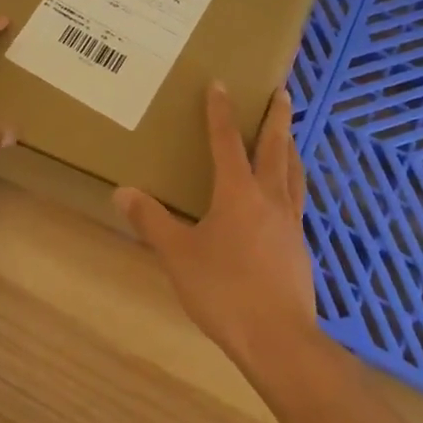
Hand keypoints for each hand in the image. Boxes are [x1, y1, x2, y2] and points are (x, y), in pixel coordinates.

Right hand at [113, 83, 319, 375]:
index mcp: (238, 193)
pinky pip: (297, 200)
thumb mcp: (178, 255)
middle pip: (275, 147)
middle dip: (276, 117)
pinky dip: (293, 182)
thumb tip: (122, 192)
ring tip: (290, 136)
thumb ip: (151, 221)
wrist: (278, 339)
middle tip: (282, 91)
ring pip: (293, 172)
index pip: (227, 141)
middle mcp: (269, 198)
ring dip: (290, 147)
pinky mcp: (300, 246)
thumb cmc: (224, 291)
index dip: (221, 111)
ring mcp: (290, 222)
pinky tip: (288, 195)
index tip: (221, 83)